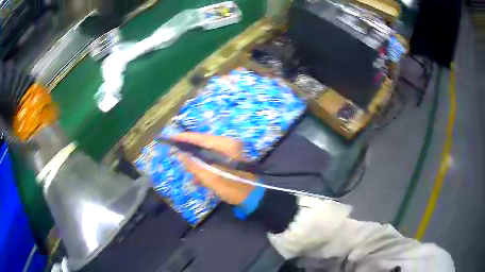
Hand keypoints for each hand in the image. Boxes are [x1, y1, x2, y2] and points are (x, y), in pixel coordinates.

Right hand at [173, 132, 255, 204]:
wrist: (253, 196)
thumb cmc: (233, 189)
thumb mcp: (210, 179)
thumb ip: (194, 165)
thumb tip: (180, 154)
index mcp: (226, 145)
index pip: (201, 137)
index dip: (185, 137)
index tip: (171, 138)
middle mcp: (229, 142)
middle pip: (204, 142)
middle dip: (190, 148)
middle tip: (176, 151)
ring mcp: (232, 148)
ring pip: (208, 149)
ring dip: (198, 158)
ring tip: (188, 168)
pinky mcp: (232, 155)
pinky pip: (214, 155)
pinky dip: (205, 162)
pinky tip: (199, 174)